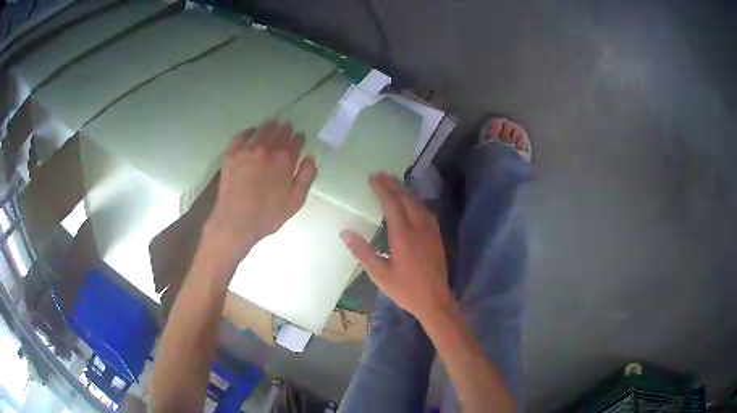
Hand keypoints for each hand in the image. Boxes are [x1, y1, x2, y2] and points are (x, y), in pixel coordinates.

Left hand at [204, 120, 317, 261]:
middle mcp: (267, 150)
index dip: (299, 138)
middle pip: (279, 134)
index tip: (300, 136)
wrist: (236, 221)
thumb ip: (306, 177)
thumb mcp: (296, 201)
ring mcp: (247, 151)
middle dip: (286, 129)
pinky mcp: (232, 155)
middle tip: (288, 126)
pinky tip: (252, 129)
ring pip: (262, 131)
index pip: (295, 142)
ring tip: (273, 122)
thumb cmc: (268, 215)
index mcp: (285, 161)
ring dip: (270, 126)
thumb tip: (310, 157)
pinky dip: (248, 131)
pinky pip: (241, 137)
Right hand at [340, 172, 451, 319]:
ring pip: (417, 203)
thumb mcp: (380, 275)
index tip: (372, 178)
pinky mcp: (437, 236)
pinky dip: (416, 202)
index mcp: (402, 236)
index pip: (391, 204)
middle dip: (393, 185)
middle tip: (381, 174)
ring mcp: (430, 231)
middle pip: (405, 199)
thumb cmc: (405, 290)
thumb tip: (345, 232)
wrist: (435, 300)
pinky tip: (412, 203)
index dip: (382, 189)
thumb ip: (363, 252)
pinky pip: (426, 212)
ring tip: (394, 183)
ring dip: (405, 191)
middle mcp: (418, 228)